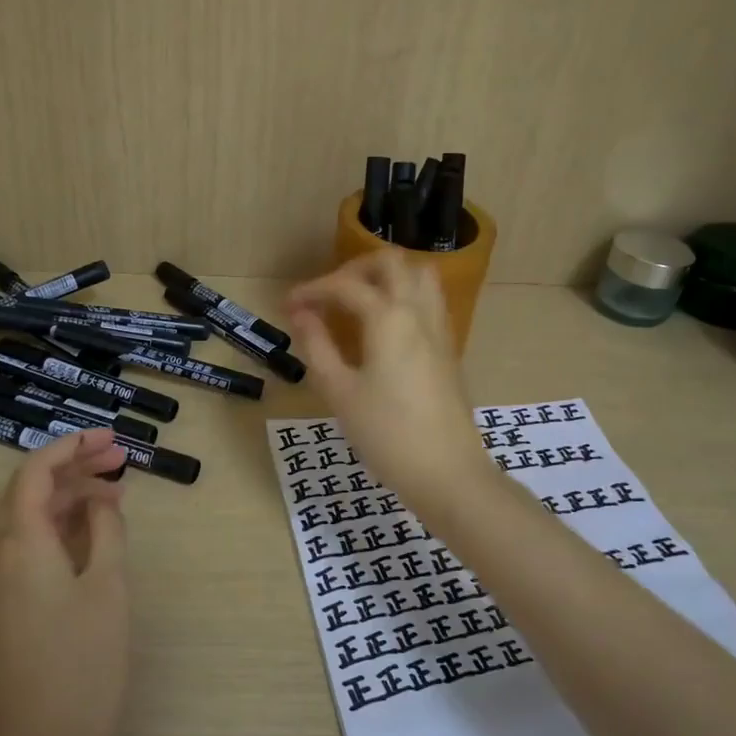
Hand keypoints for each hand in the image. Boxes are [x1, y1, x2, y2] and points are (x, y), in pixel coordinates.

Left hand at [0, 429, 129, 735]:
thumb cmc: (84, 661)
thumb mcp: (108, 585)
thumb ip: (105, 530)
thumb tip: (101, 500)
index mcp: (18, 541)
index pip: (36, 472)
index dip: (72, 447)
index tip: (110, 438)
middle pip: (31, 493)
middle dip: (76, 471)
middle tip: (121, 461)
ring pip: (30, 521)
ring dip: (71, 501)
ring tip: (116, 495)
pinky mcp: (0, 607)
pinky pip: (27, 549)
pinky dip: (59, 531)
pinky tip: (91, 534)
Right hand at [286, 251, 489, 510]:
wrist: (446, 472)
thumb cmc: (386, 434)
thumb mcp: (340, 392)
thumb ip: (317, 346)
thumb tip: (301, 315)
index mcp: (389, 318)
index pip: (346, 286)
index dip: (312, 290)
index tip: (287, 305)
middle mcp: (419, 312)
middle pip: (392, 263)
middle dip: (355, 269)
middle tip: (329, 294)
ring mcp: (440, 329)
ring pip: (419, 276)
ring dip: (386, 277)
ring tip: (358, 302)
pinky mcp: (448, 349)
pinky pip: (429, 302)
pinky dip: (404, 297)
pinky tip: (383, 328)